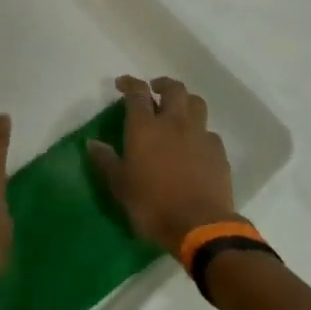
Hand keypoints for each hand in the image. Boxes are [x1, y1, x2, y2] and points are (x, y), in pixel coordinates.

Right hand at [88, 75, 234, 253]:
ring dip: (185, 101)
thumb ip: (105, 161)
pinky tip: (195, 144)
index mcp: (145, 127)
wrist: (199, 226)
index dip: (129, 83)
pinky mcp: (218, 152)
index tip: (122, 83)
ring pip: (196, 103)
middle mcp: (174, 123)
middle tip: (154, 90)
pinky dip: (200, 131)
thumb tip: (92, 143)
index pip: (137, 93)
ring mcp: (200, 135)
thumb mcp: (119, 185)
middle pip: (173, 89)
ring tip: (177, 111)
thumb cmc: (152, 204)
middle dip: (162, 84)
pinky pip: (209, 132)